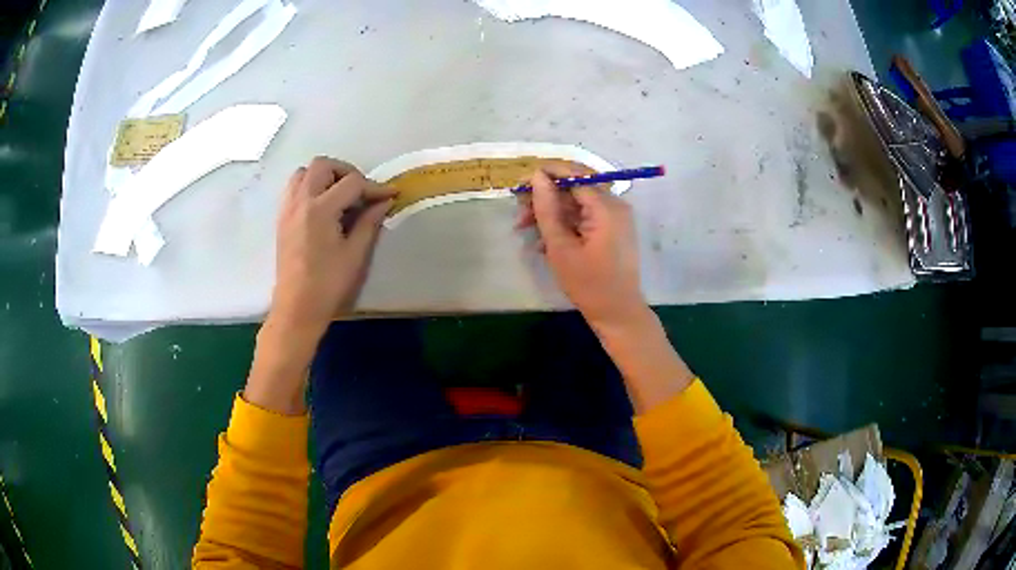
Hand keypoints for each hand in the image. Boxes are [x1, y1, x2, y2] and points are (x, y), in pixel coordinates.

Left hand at [270, 156, 394, 337]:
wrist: (297, 308)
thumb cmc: (328, 284)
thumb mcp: (355, 254)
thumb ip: (370, 222)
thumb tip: (384, 202)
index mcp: (320, 210)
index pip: (352, 183)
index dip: (374, 187)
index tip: (390, 195)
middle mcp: (301, 201)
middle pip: (323, 165)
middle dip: (346, 172)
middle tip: (360, 192)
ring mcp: (288, 208)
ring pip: (303, 172)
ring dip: (324, 176)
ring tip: (339, 195)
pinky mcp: (282, 218)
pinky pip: (294, 188)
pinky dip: (309, 186)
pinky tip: (322, 206)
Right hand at [517, 165, 693, 412]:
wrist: (618, 314)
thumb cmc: (589, 284)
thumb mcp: (561, 247)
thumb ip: (547, 209)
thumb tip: (538, 176)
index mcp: (606, 207)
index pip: (574, 174)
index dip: (545, 174)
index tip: (520, 184)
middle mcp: (614, 205)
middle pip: (575, 185)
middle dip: (545, 195)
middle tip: (520, 212)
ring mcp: (615, 217)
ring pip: (576, 201)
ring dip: (550, 211)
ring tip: (525, 228)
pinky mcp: (611, 228)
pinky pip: (584, 215)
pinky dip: (563, 222)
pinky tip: (543, 240)